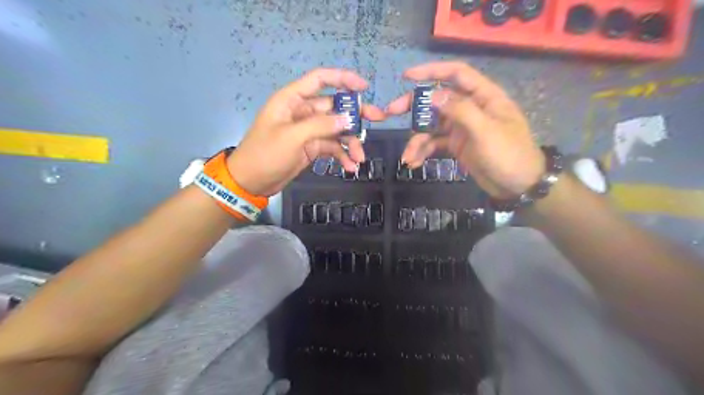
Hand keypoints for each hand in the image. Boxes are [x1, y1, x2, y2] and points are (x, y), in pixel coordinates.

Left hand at [227, 70, 383, 197]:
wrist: (251, 182)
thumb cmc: (265, 154)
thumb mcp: (292, 137)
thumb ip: (321, 125)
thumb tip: (348, 119)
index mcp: (292, 100)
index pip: (320, 80)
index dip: (342, 79)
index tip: (364, 88)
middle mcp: (303, 112)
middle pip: (334, 107)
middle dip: (355, 115)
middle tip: (378, 119)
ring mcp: (308, 131)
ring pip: (336, 130)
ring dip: (350, 142)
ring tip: (360, 158)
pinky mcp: (311, 148)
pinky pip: (331, 147)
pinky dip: (341, 156)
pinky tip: (350, 167)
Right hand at [384, 62, 543, 199]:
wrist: (518, 185)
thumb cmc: (508, 154)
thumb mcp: (485, 131)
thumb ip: (460, 110)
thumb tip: (433, 95)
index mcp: (483, 97)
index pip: (457, 74)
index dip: (432, 71)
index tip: (407, 77)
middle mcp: (470, 108)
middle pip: (437, 100)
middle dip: (414, 107)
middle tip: (392, 112)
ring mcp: (462, 128)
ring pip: (432, 126)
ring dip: (417, 139)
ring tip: (407, 156)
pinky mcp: (456, 145)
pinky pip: (435, 143)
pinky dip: (423, 151)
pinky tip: (414, 162)